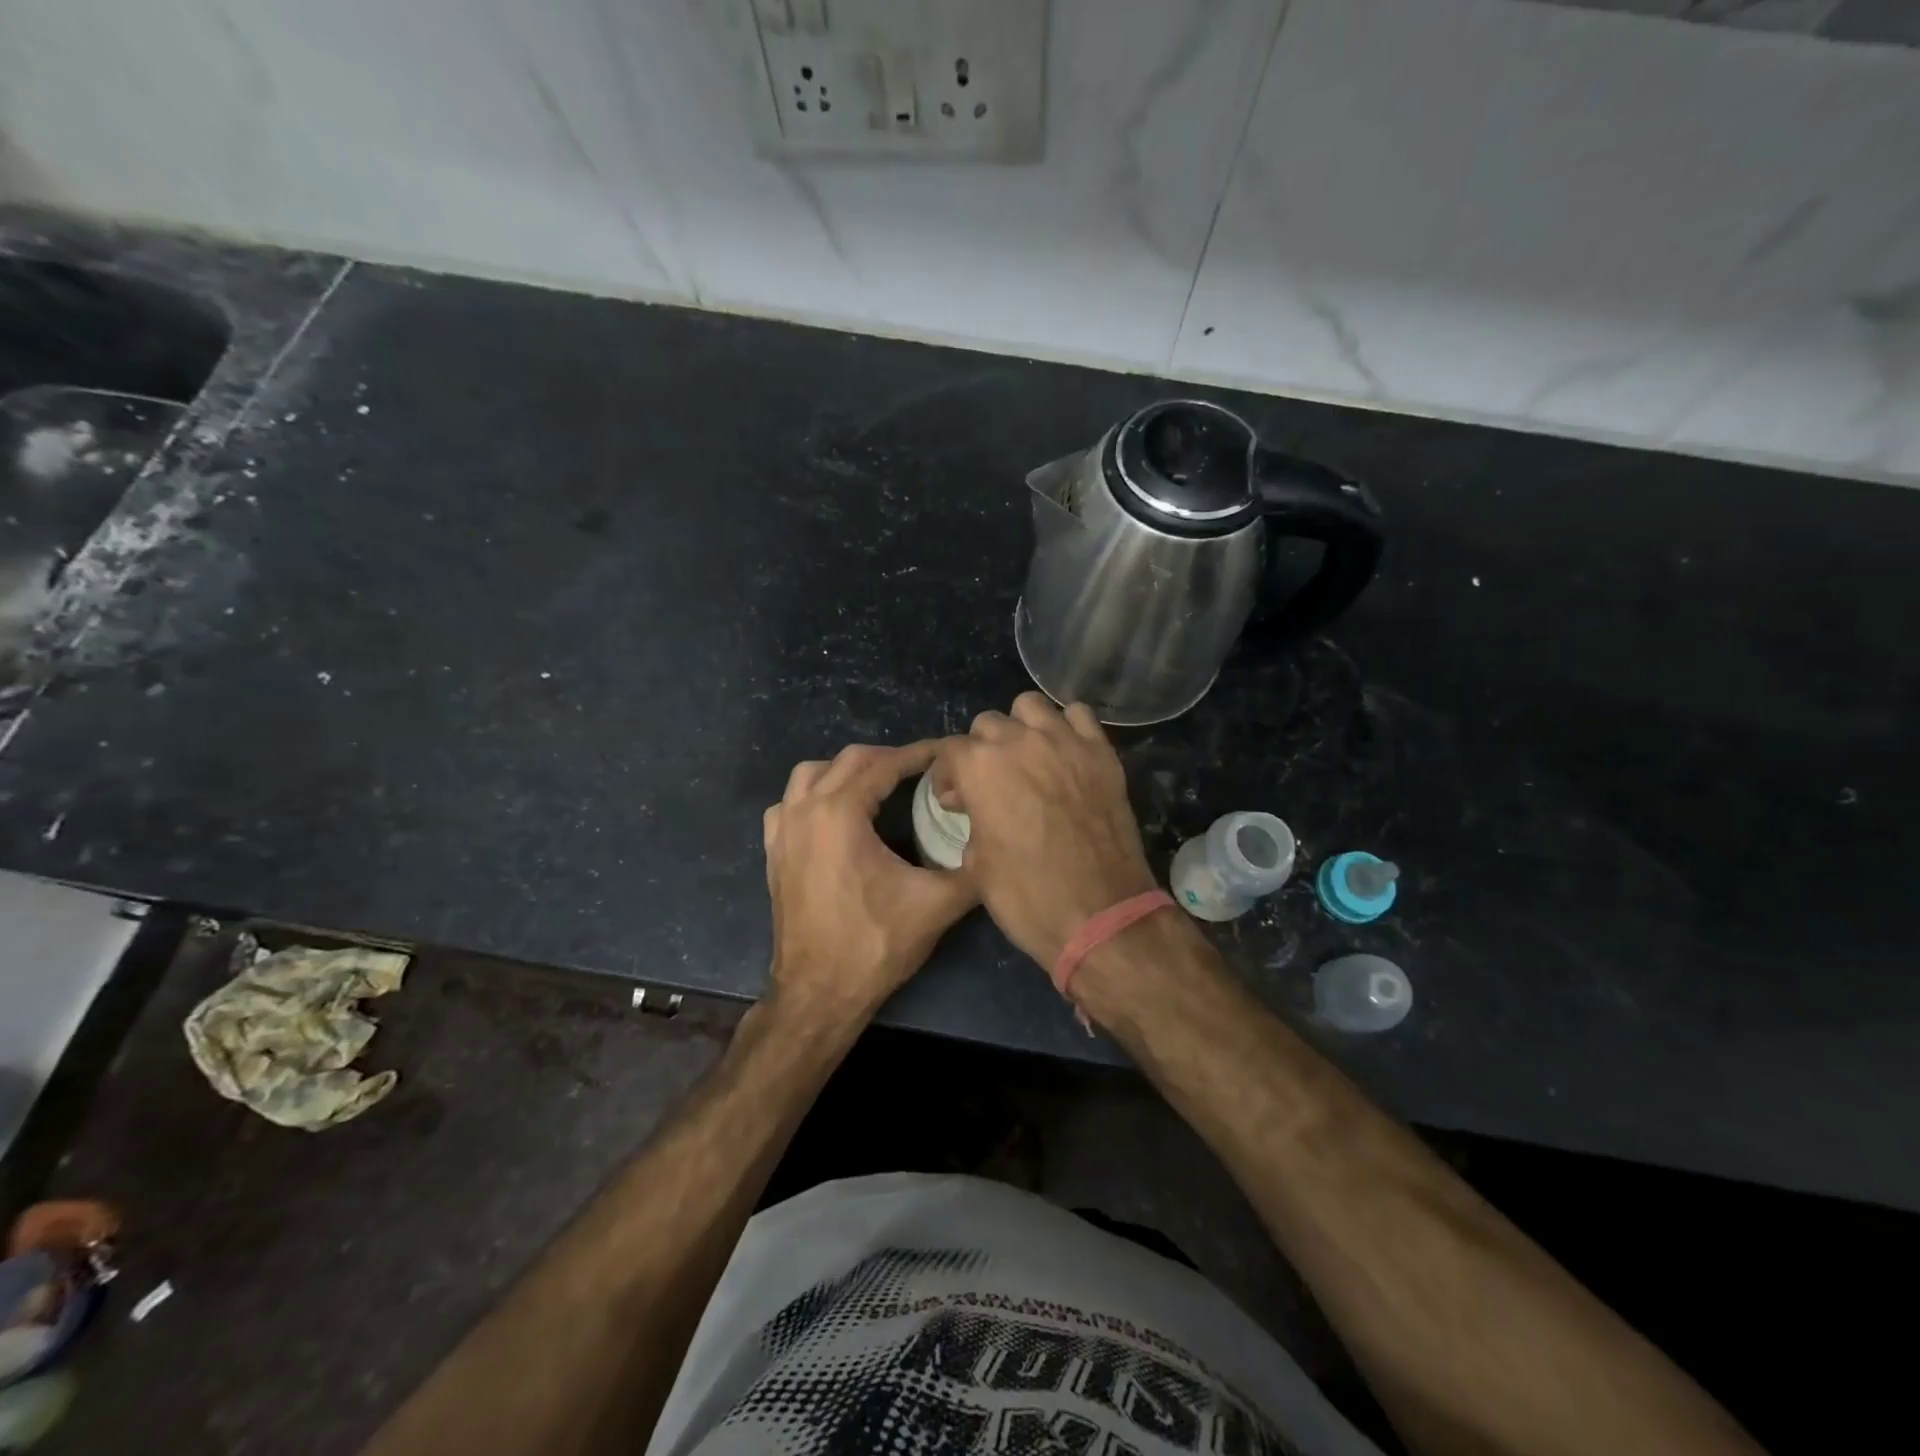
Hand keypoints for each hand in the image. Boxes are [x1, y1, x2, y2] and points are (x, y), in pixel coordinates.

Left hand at [763, 741, 977, 1029]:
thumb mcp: (936, 905)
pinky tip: (833, 814)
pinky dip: (813, 795)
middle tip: (921, 769)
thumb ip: (972, 870)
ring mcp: (783, 830)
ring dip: (846, 771)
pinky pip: (789, 803)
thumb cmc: (874, 944)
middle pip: (848, 761)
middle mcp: (805, 810)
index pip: (885, 765)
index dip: (920, 755)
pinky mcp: (774, 852)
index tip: (947, 753)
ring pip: (811, 774)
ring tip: (878, 785)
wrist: (818, 993)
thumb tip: (998, 846)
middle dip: (888, 758)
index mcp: (841, 813)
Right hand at [934, 692, 1156, 968]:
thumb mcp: (976, 864)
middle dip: (982, 751)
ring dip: (1022, 727)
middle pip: (988, 723)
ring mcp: (1064, 741)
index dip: (949, 777)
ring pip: (1031, 706)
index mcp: (979, 766)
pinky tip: (1065, 754)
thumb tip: (975, 807)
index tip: (956, 801)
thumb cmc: (1027, 895)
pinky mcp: (1101, 752)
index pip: (951, 751)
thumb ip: (971, 820)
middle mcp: (1019, 741)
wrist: (1100, 914)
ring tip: (1028, 758)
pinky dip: (1067, 727)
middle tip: (992, 784)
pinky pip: (1079, 716)